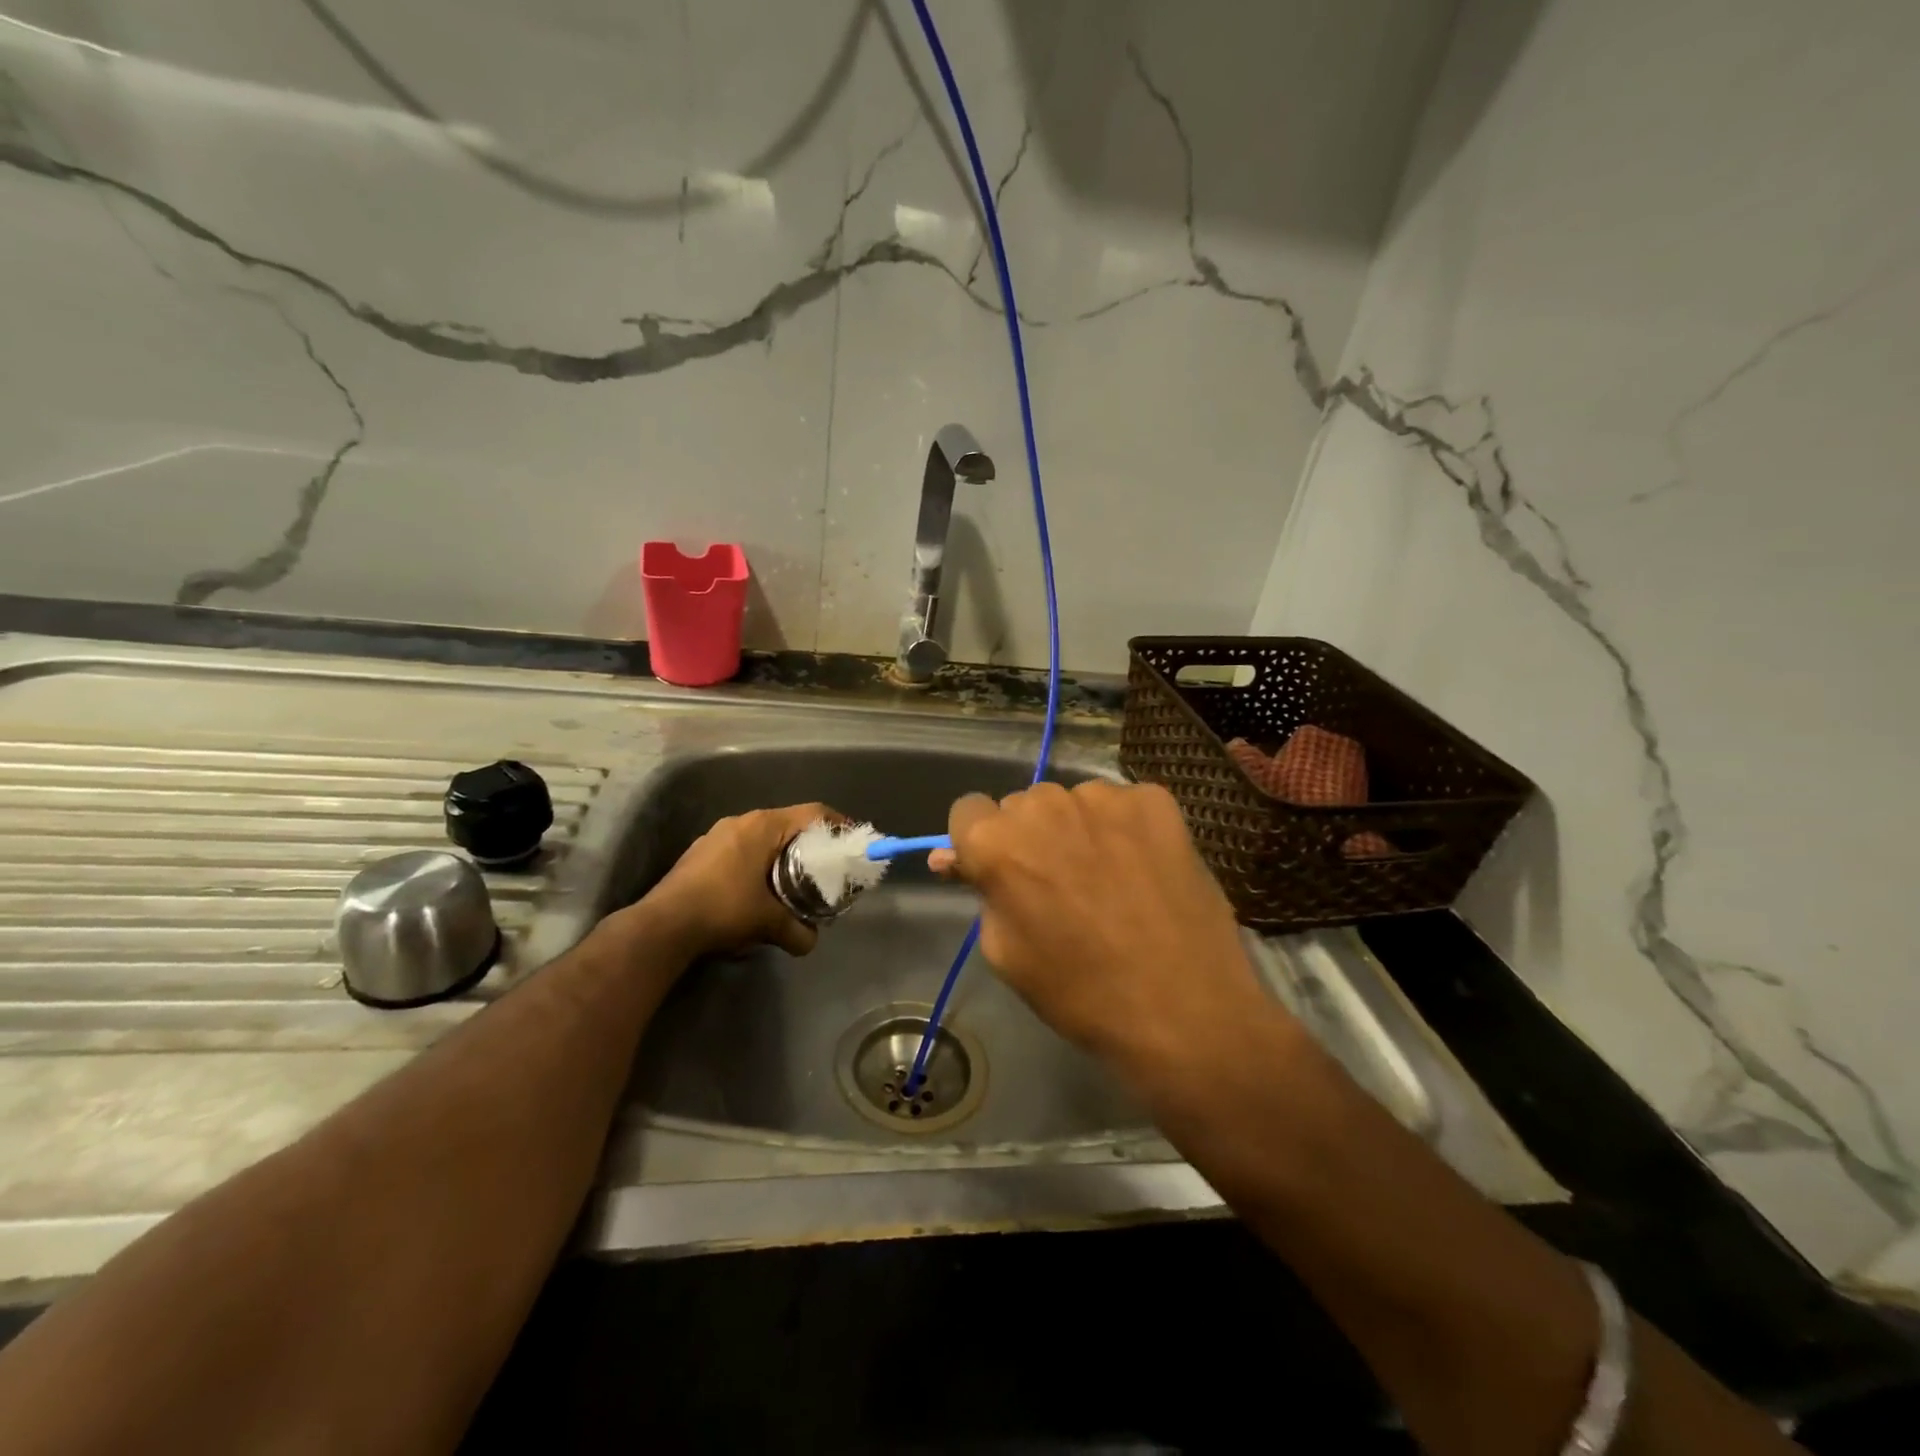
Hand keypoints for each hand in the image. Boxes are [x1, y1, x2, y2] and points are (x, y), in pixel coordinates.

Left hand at [643, 803, 834, 957]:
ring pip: (762, 836)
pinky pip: (740, 849)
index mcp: (763, 826)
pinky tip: (756, 889)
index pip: (812, 813)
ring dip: (780, 854)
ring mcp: (716, 835)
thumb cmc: (723, 909)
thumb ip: (797, 931)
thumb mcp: (768, 923)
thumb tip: (811, 942)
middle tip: (825, 866)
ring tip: (792, 880)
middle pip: (788, 823)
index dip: (837, 824)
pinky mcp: (700, 853)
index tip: (851, 841)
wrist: (662, 926)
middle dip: (809, 843)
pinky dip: (757, 862)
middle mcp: (741, 821)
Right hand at [933, 782, 1274, 1073]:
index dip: (980, 843)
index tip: (1002, 872)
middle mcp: (1044, 803)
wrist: (1184, 1009)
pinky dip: (1126, 829)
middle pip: (1022, 806)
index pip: (968, 812)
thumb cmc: (1080, 992)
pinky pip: (1123, 805)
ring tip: (1108, 880)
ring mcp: (1104, 797)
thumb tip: (950, 857)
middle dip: (1031, 837)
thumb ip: (980, 892)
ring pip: (1074, 803)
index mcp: (996, 841)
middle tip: (1059, 885)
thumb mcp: (1007, 953)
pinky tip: (1143, 869)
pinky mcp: (1154, 800)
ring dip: (1078, 830)